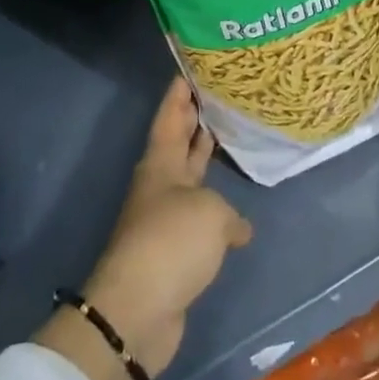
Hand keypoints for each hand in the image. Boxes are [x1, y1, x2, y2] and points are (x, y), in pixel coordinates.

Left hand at [37, 78, 251, 379]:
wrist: (139, 309)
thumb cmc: (172, 242)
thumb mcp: (210, 212)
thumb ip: (228, 214)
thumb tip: (237, 230)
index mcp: (161, 164)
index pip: (169, 118)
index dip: (178, 94)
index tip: (188, 70)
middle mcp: (160, 186)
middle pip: (176, 144)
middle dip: (192, 120)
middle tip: (213, 95)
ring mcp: (166, 218)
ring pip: (188, 178)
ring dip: (202, 160)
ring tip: (225, 138)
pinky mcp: (175, 251)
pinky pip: (199, 216)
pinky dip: (217, 209)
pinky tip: (239, 216)